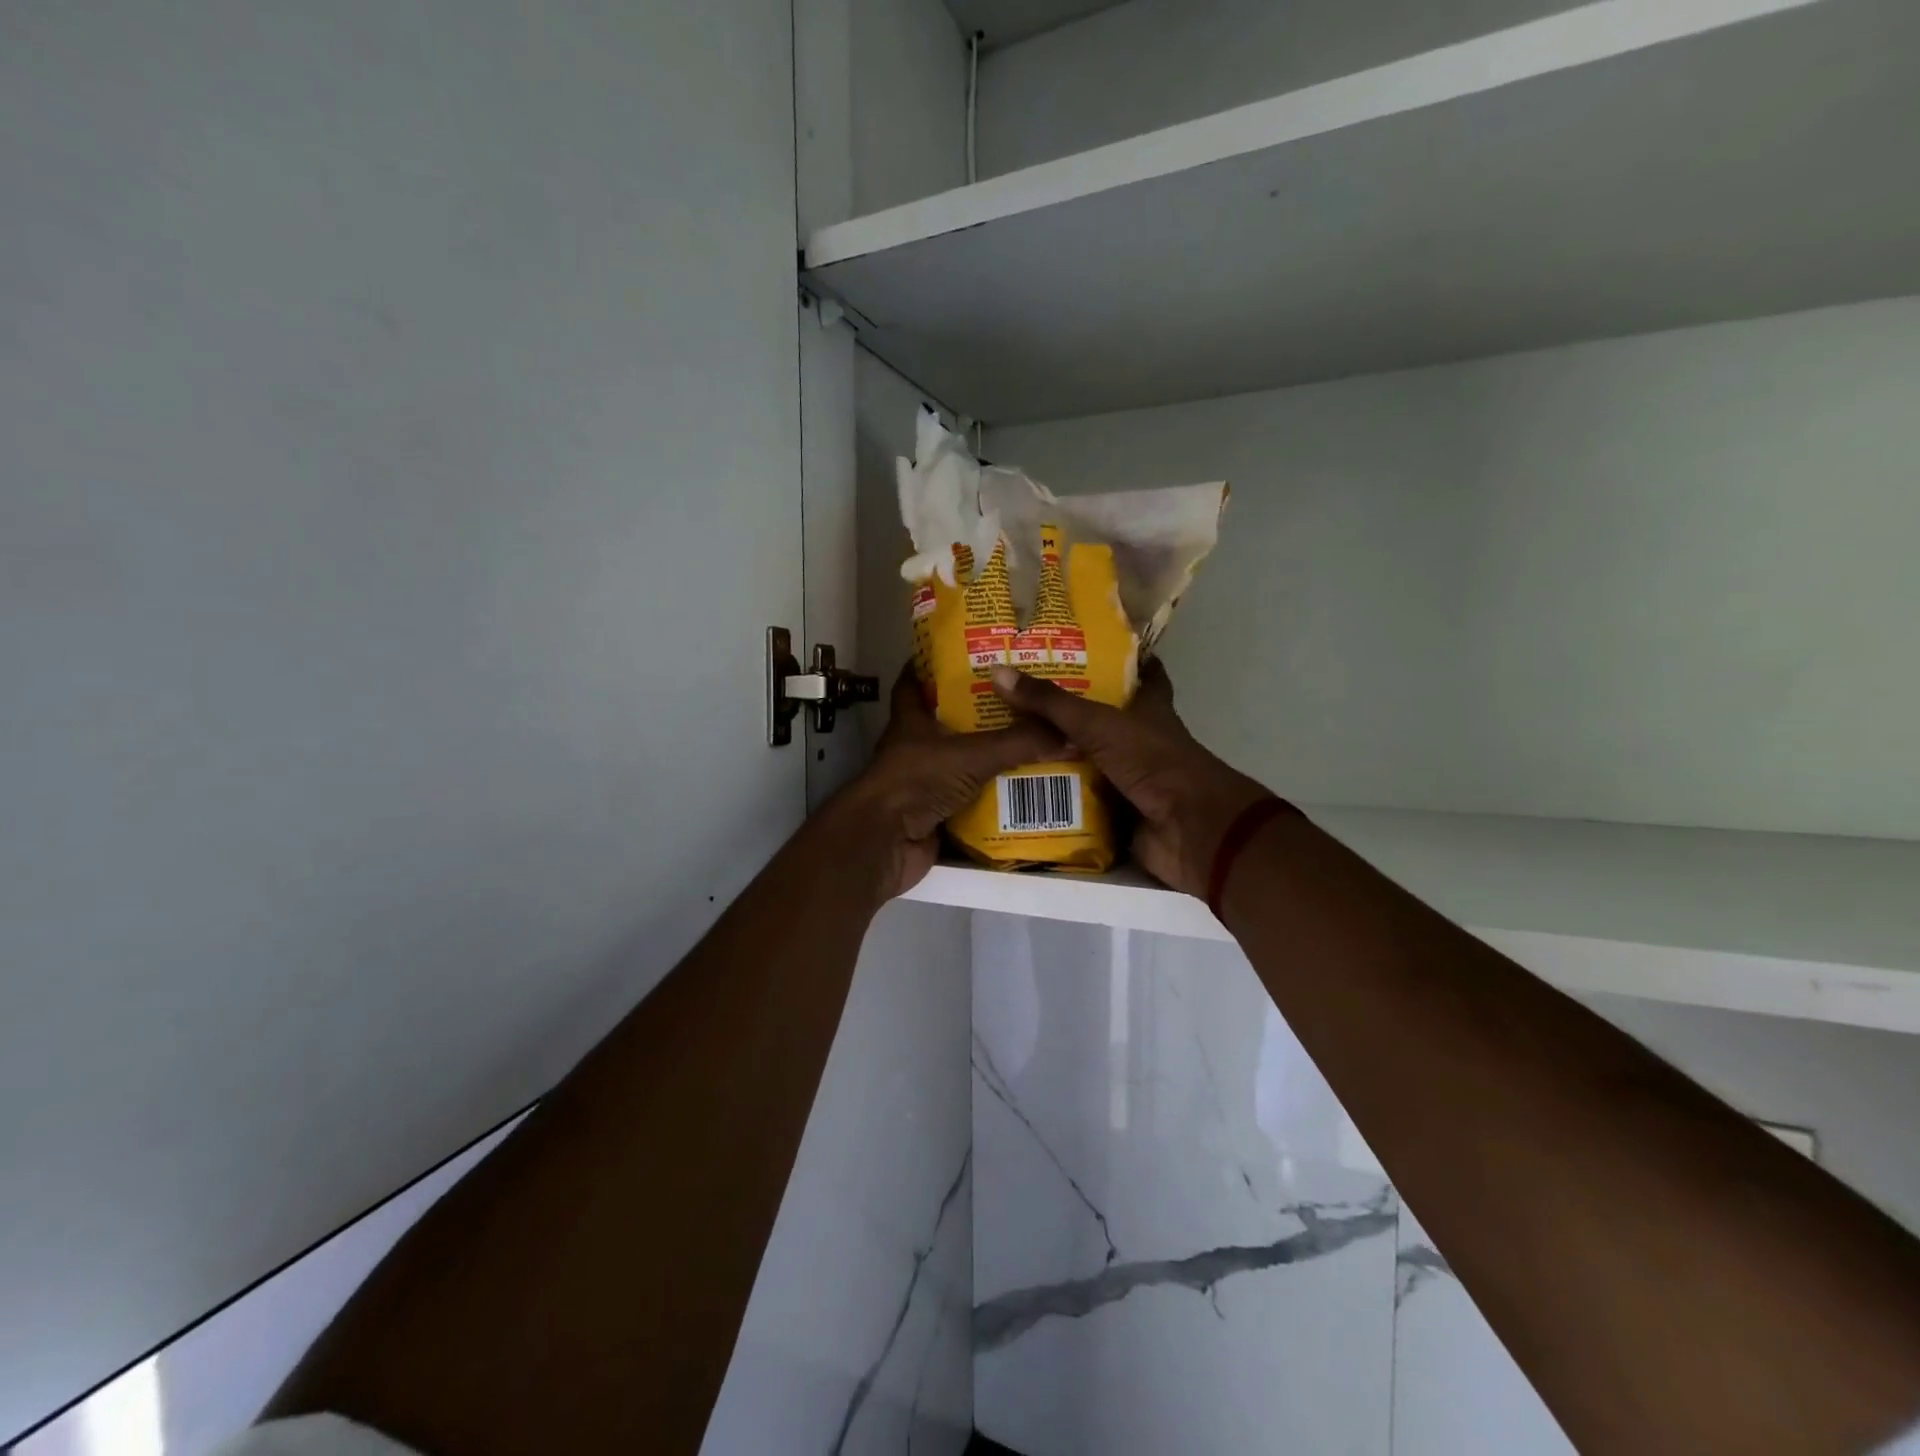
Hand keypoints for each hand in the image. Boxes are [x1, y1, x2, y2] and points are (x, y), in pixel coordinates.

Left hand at [837, 666, 1066, 898]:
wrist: (885, 843)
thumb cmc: (918, 781)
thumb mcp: (972, 754)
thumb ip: (1018, 743)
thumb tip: (1067, 732)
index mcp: (911, 721)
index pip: (913, 682)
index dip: (932, 665)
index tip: (964, 654)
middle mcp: (914, 748)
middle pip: (946, 723)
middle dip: (978, 714)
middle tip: (1019, 702)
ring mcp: (922, 783)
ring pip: (960, 764)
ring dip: (988, 759)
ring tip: (1032, 744)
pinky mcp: (932, 815)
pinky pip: (968, 800)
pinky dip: (991, 797)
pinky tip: (1023, 790)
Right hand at [989, 660, 1271, 898]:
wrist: (1187, 829)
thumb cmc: (1153, 761)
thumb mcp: (1098, 723)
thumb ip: (1051, 703)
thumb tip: (998, 672)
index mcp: (1149, 709)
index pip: (1143, 674)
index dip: (1122, 659)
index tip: (1085, 646)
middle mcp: (1139, 740)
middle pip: (1100, 720)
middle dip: (1065, 713)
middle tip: (1017, 700)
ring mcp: (1129, 778)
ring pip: (1085, 762)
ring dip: (1054, 758)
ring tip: (1005, 743)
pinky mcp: (1117, 812)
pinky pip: (1078, 801)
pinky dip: (1054, 798)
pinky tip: (1018, 790)